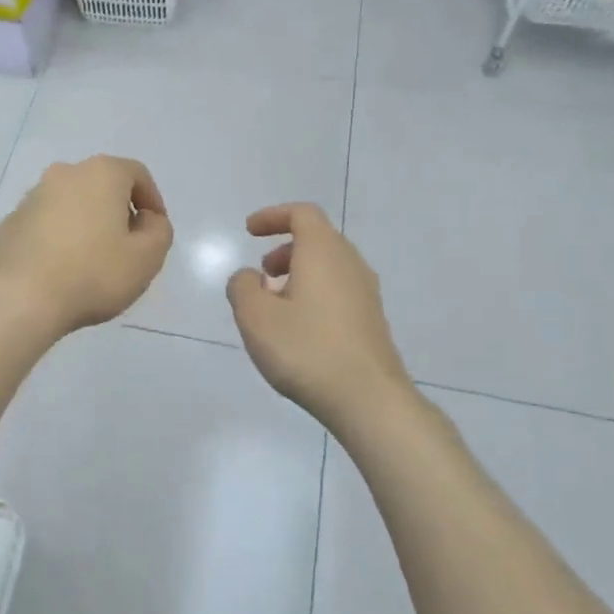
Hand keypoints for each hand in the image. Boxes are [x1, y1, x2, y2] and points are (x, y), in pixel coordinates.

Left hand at [0, 156, 173, 336]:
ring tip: (91, 260)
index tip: (155, 230)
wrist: (23, 298)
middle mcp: (64, 174)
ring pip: (70, 204)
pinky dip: (58, 237)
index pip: (137, 174)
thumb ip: (158, 230)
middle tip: (126, 246)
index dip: (152, 201)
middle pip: (101, 186)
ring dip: (85, 224)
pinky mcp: (10, 223)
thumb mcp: (147, 257)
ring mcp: (32, 197)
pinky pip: (45, 224)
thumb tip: (145, 219)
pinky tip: (61, 269)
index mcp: (101, 173)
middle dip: (117, 211)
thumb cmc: (94, 273)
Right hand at [227, 203, 412, 430]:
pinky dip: (314, 294)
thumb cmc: (306, 349)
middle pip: (318, 239)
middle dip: (284, 248)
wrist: (368, 399)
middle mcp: (350, 264)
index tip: (249, 231)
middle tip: (261, 272)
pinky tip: (298, 328)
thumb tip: (249, 277)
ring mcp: (366, 294)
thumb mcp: (255, 317)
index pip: (302, 214)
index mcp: (323, 252)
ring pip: (329, 267)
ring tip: (274, 304)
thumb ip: (242, 287)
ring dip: (299, 274)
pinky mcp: (371, 321)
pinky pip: (338, 291)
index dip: (273, 216)